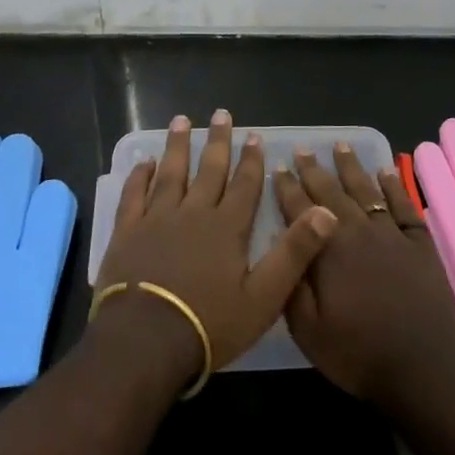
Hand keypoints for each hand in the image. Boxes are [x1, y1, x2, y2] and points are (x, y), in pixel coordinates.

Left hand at [95, 110, 339, 383]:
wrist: (146, 341)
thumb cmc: (209, 324)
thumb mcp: (264, 297)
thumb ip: (294, 252)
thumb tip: (326, 212)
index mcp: (227, 228)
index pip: (244, 185)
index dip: (251, 160)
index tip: (254, 135)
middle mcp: (193, 213)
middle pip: (208, 170)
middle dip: (218, 141)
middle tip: (221, 113)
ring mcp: (156, 219)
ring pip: (171, 173)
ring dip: (178, 146)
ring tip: (182, 120)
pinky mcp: (127, 231)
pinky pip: (134, 194)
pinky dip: (140, 176)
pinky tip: (144, 162)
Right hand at [272, 143, 454, 405]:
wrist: (424, 369)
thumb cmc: (358, 353)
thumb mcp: (307, 329)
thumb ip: (291, 282)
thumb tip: (280, 244)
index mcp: (327, 250)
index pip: (300, 209)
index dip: (287, 187)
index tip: (278, 167)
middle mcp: (358, 231)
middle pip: (331, 192)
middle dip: (314, 169)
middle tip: (304, 148)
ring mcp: (392, 234)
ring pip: (367, 190)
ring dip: (351, 167)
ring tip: (340, 146)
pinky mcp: (420, 243)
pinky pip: (404, 205)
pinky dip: (394, 186)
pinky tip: (386, 171)